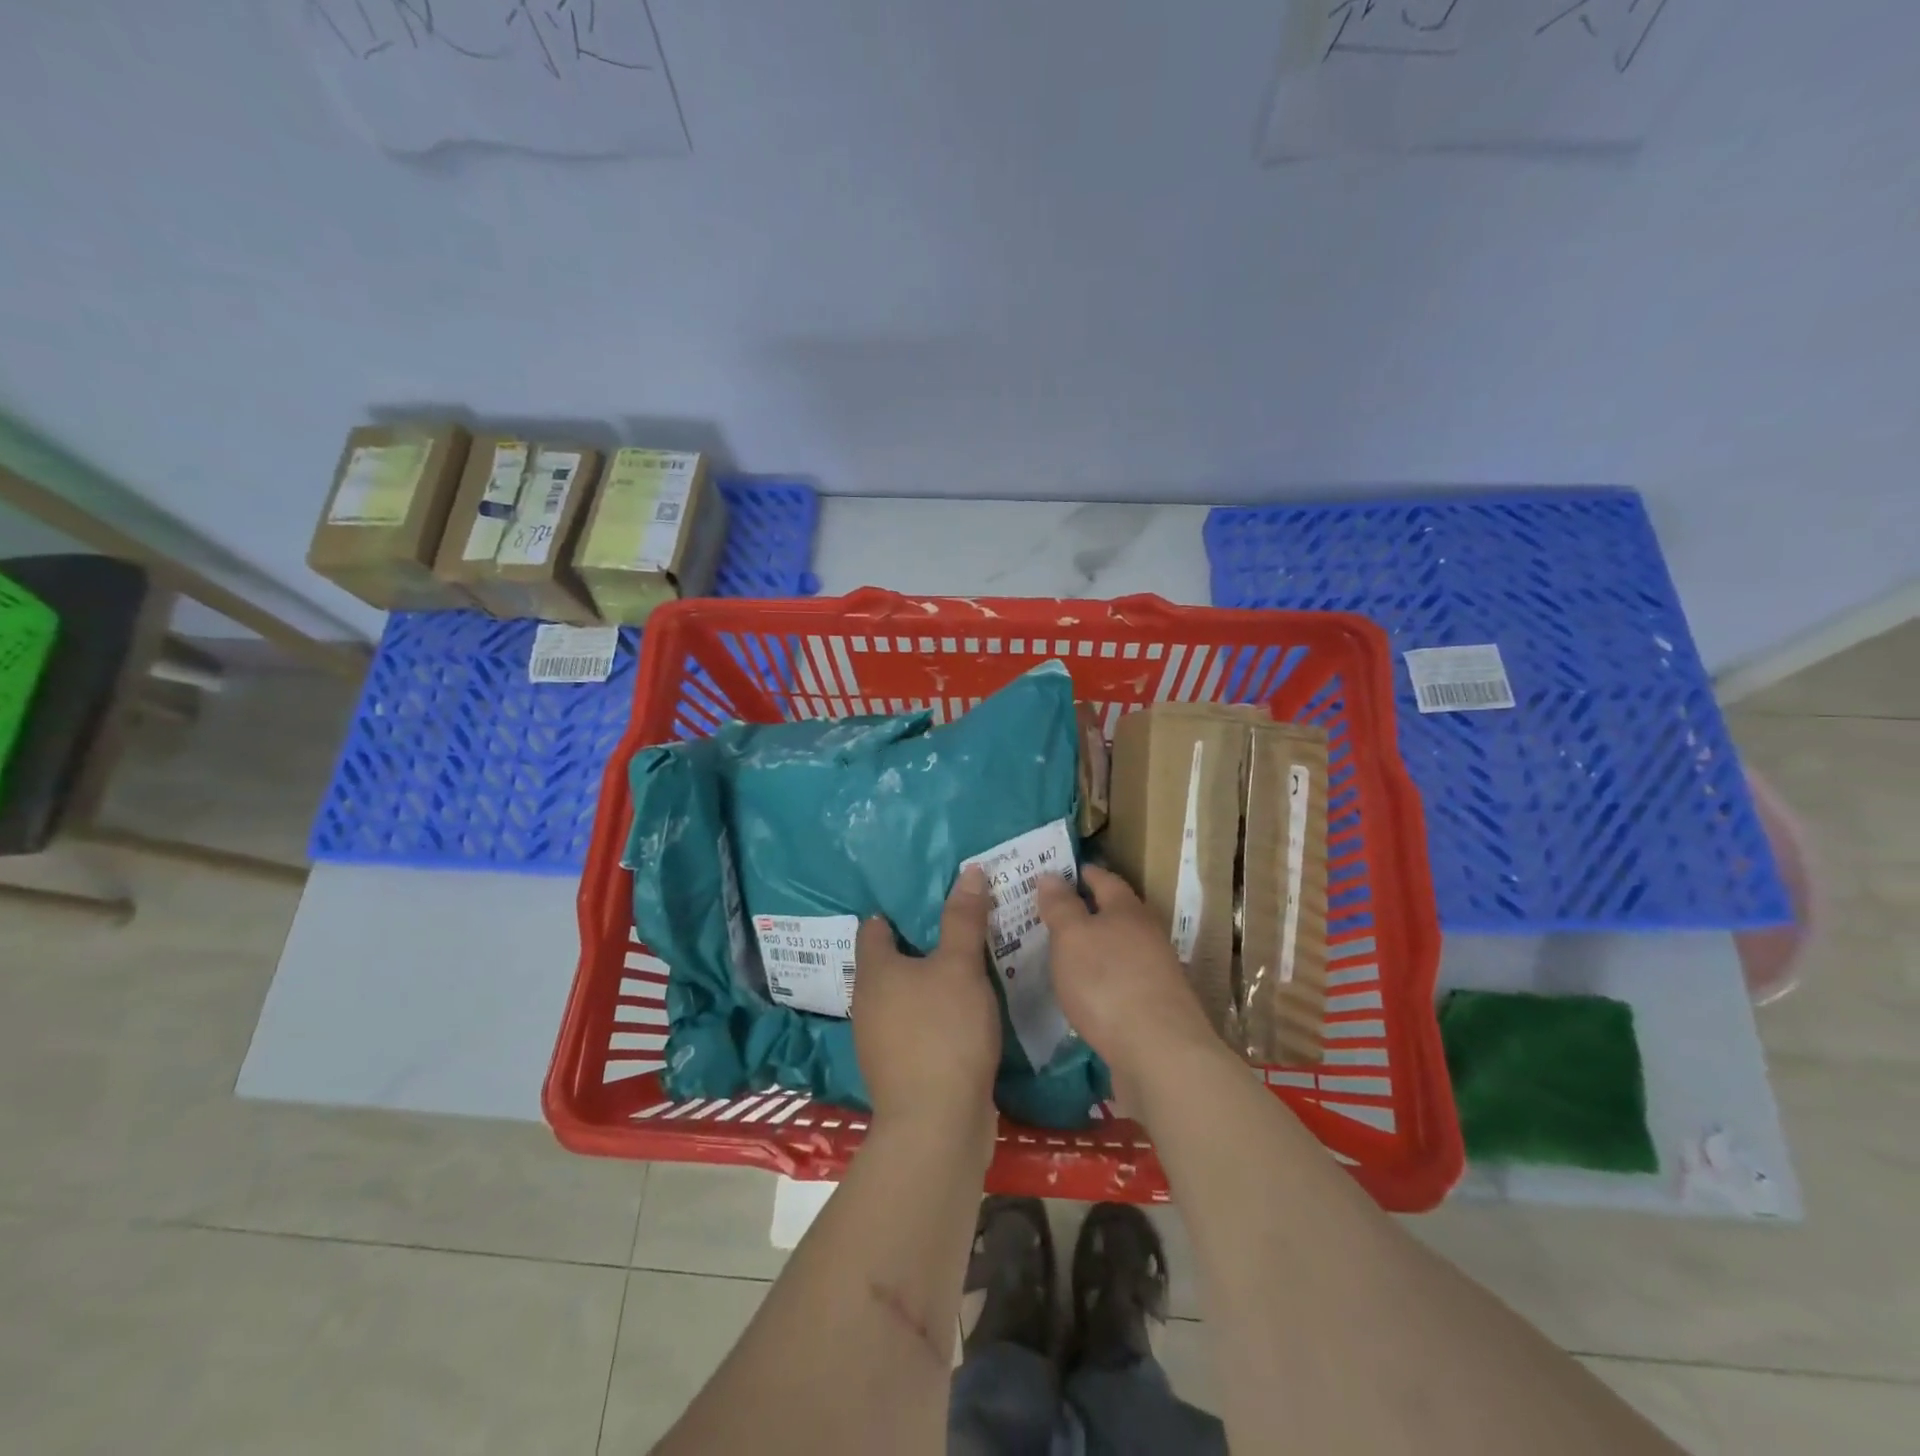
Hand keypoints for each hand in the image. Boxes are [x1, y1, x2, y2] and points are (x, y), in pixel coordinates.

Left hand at [853, 866, 1001, 1139]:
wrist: (936, 1124)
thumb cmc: (943, 1031)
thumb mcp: (960, 967)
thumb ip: (963, 919)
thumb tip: (969, 871)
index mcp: (874, 971)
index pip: (874, 928)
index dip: (895, 912)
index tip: (925, 900)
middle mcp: (867, 1003)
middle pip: (887, 964)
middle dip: (916, 947)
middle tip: (954, 928)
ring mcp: (878, 1041)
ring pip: (901, 998)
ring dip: (926, 984)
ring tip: (964, 968)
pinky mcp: (898, 1070)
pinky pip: (914, 1027)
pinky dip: (932, 1015)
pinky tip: (961, 1015)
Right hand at [1037, 866, 1220, 1096]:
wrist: (1160, 1053)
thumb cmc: (1108, 982)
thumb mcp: (1072, 937)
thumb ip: (1061, 906)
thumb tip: (1051, 875)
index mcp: (1128, 910)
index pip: (1105, 879)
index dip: (1082, 873)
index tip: (1060, 871)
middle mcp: (1147, 935)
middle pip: (1117, 913)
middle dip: (1088, 911)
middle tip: (1054, 912)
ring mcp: (1156, 973)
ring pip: (1121, 948)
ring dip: (1096, 947)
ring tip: (1065, 953)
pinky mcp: (1155, 1008)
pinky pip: (1123, 981)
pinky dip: (1103, 979)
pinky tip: (1086, 992)